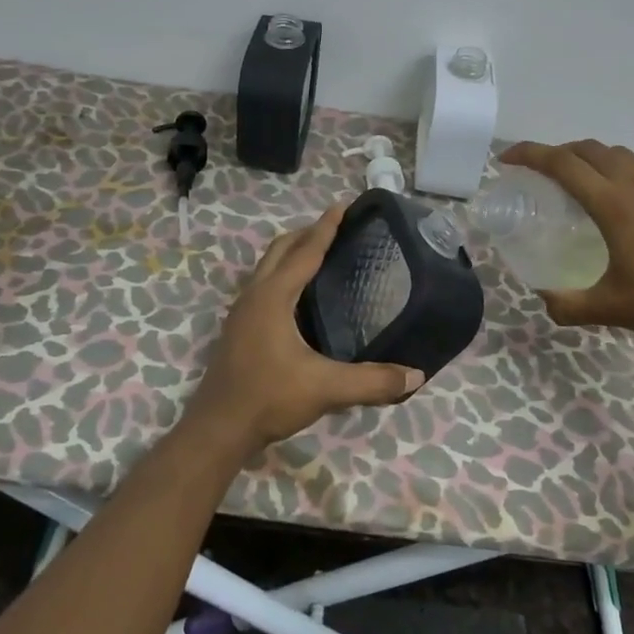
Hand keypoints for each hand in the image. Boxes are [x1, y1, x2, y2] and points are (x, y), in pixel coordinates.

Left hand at [183, 204, 424, 455]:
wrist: (218, 429)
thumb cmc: (269, 398)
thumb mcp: (325, 389)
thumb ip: (372, 382)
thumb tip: (416, 376)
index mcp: (274, 296)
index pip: (305, 251)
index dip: (326, 227)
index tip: (343, 205)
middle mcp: (254, 294)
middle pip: (281, 249)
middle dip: (307, 233)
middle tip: (336, 228)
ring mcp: (242, 311)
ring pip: (267, 265)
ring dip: (292, 252)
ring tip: (320, 254)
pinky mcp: (238, 328)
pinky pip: (263, 284)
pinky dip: (282, 273)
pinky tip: (299, 296)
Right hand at [498, 139, 633, 340]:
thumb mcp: (611, 307)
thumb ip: (569, 305)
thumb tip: (544, 299)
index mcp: (612, 203)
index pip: (561, 164)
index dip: (529, 154)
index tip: (507, 159)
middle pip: (588, 149)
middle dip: (558, 152)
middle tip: (541, 172)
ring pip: (618, 154)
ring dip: (590, 157)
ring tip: (580, 181)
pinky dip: (618, 170)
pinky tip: (621, 200)